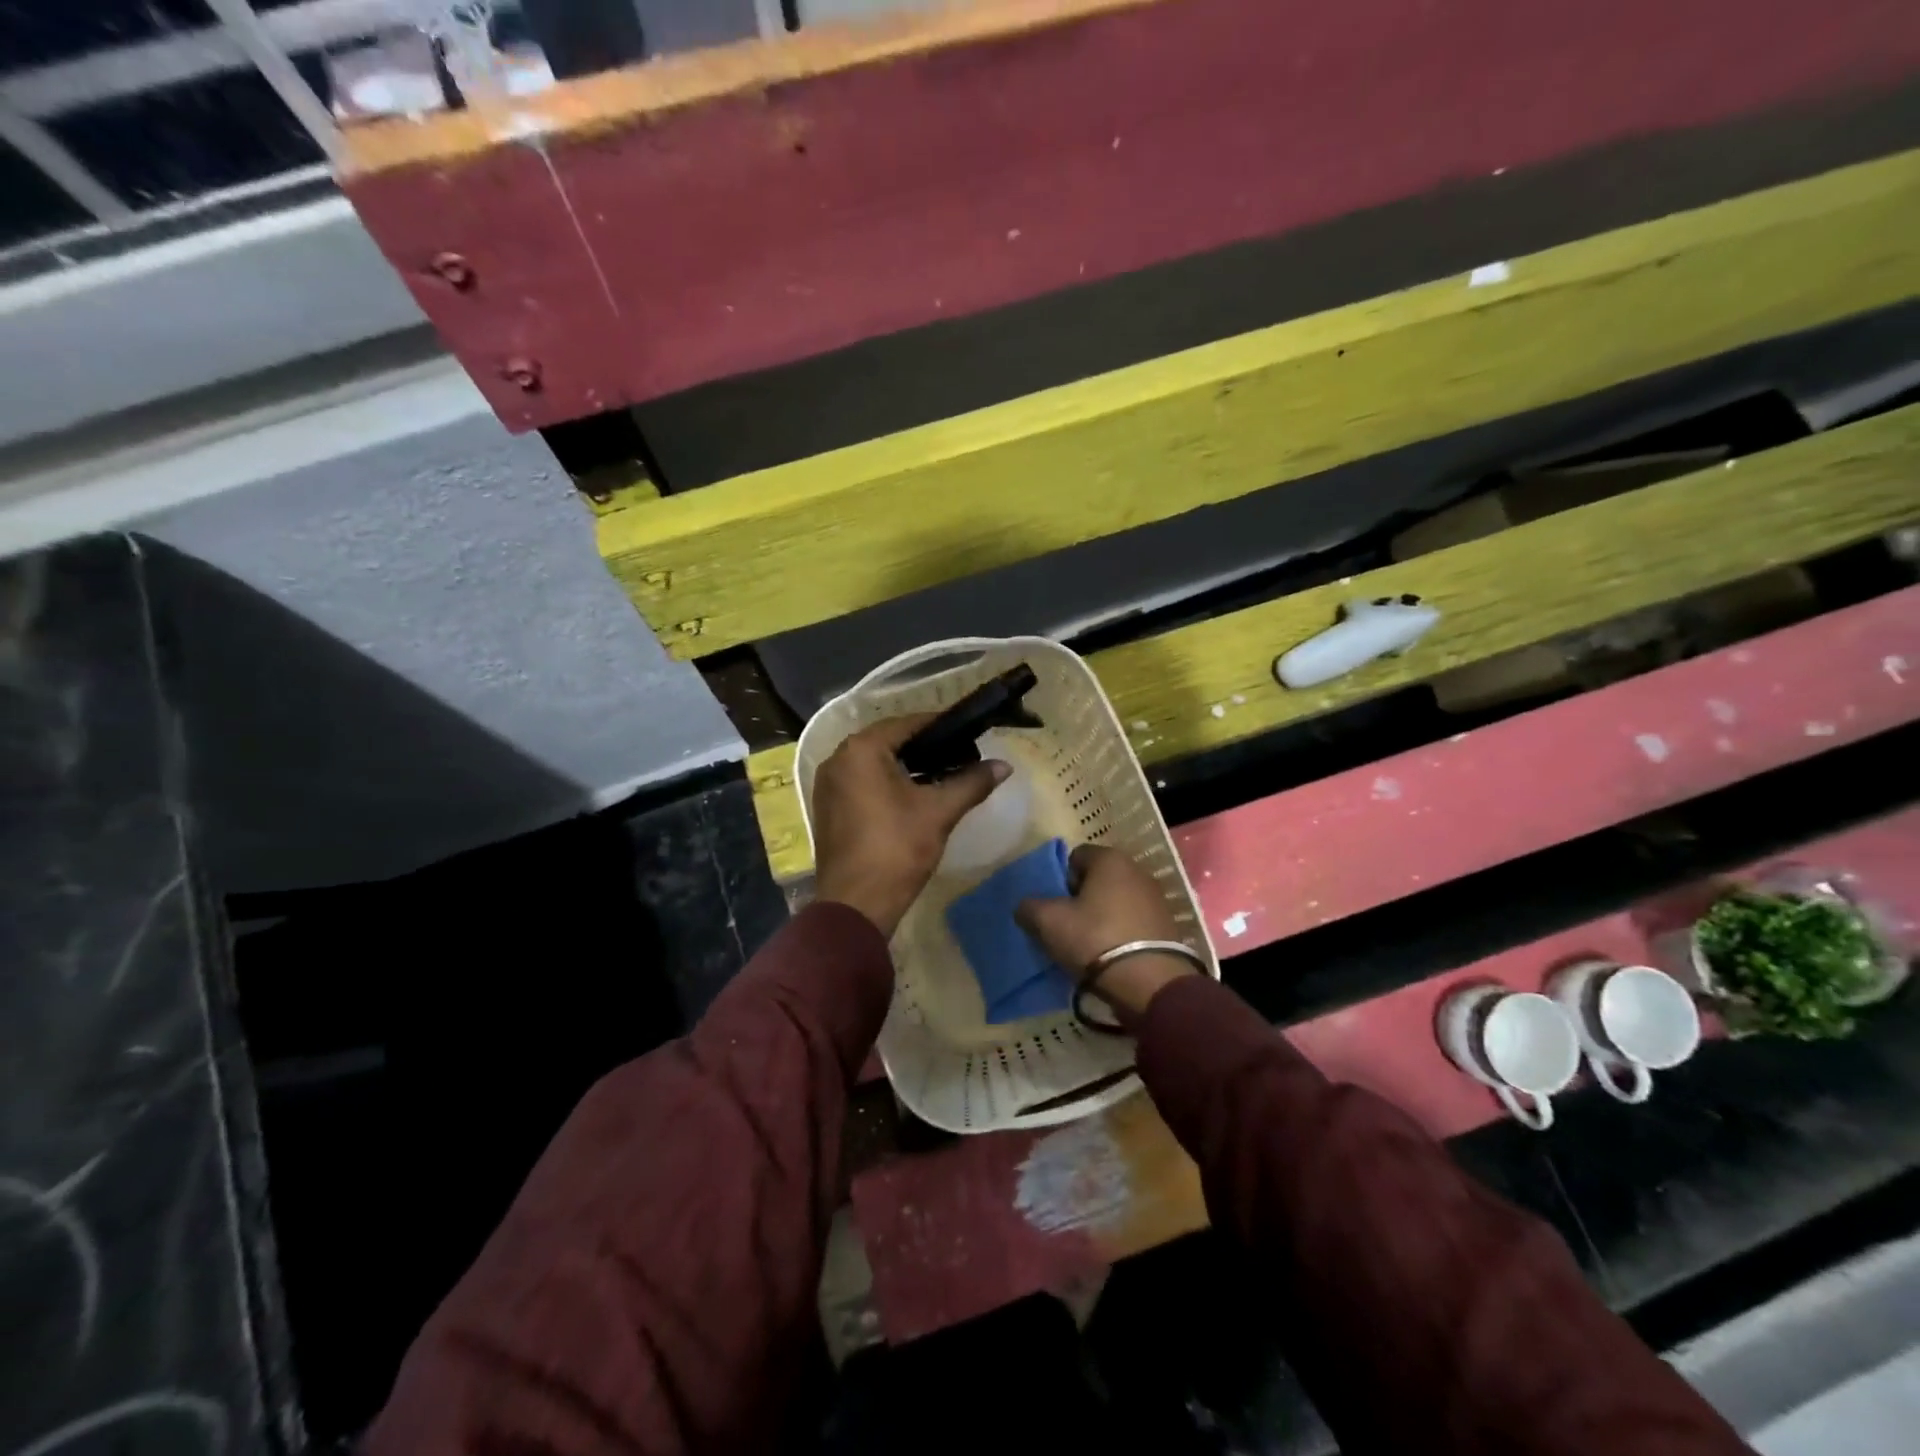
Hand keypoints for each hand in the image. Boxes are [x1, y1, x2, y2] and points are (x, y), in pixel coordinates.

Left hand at [811, 715, 1009, 936]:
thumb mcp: (939, 812)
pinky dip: (886, 783)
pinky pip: (861, 782)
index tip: (969, 733)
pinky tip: (913, 797)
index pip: (908, 723)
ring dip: (906, 766)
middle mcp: (838, 758)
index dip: (941, 726)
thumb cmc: (897, 849)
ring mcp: (828, 784)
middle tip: (960, 755)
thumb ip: (972, 782)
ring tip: (942, 776)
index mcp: (861, 750)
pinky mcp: (828, 807)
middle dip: (925, 747)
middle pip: (889, 741)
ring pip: (874, 763)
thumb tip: (1004, 765)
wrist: (856, 905)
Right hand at [1016, 844, 1198, 1024]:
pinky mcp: (1168, 926)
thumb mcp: (1048, 922)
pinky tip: (1111, 955)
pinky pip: (1133, 922)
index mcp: (1110, 859)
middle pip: (1097, 879)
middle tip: (1067, 925)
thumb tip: (1025, 907)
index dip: (1059, 879)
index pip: (1075, 856)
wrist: (1149, 983)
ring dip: (1102, 916)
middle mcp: (1137, 870)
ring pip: (1116, 901)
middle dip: (1081, 898)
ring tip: (1088, 944)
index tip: (1054, 905)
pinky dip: (1121, 933)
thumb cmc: (1095, 939)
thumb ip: (1029, 907)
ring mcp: (1156, 898)